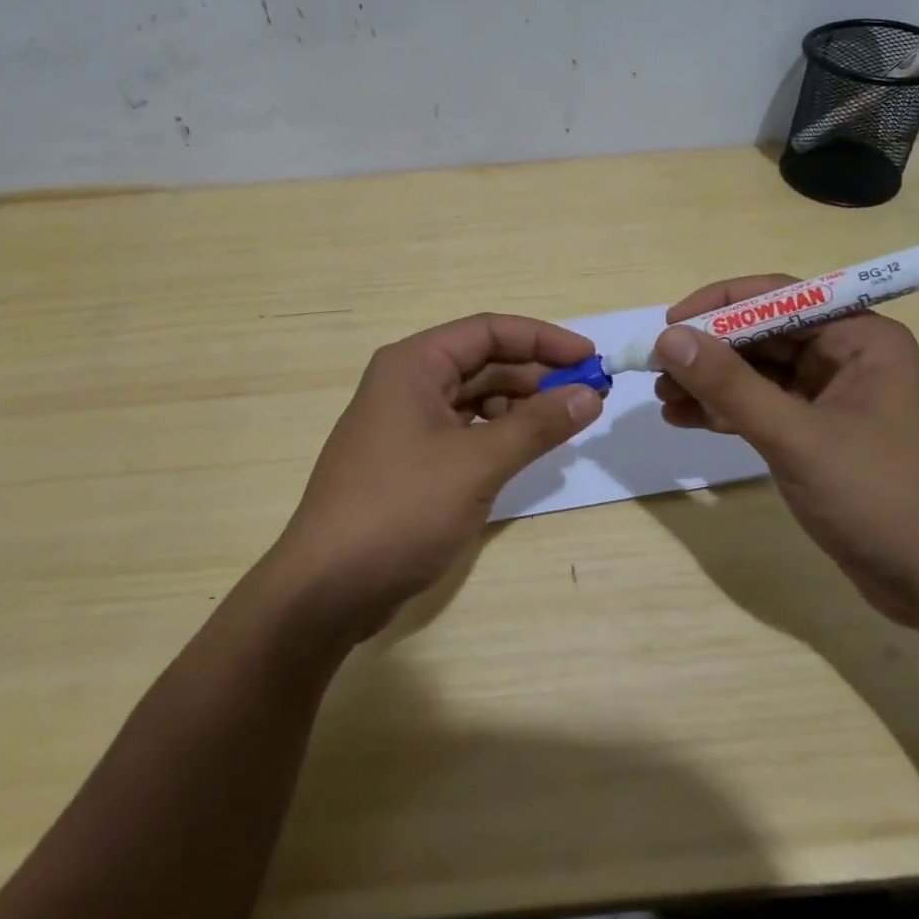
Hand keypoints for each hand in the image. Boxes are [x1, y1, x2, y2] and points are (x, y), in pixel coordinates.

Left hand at [269, 314, 603, 640]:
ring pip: (475, 397)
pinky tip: (527, 448)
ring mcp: (406, 422)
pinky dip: (498, 434)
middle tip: (590, 395)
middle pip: (482, 362)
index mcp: (414, 364)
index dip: (543, 339)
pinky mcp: (410, 459)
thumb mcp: (477, 464)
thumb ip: (537, 425)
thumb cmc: (401, 509)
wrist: (328, 587)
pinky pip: (464, 430)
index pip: (488, 331)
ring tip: (566, 422)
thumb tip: (590, 395)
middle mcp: (407, 382)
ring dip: (520, 405)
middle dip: (536, 375)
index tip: (590, 358)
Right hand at [653, 277, 918, 623]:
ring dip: (711, 383)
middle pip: (763, 335)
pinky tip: (686, 420)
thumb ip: (730, 386)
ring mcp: (834, 397)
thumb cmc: (881, 499)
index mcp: (861, 339)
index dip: (719, 305)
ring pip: (758, 372)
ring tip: (662, 400)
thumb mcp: (797, 438)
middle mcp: (849, 357)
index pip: (778, 298)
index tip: (669, 324)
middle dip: (709, 351)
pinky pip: (764, 407)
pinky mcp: (821, 433)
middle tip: (656, 370)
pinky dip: (726, 411)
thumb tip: (668, 338)